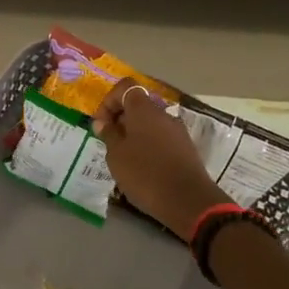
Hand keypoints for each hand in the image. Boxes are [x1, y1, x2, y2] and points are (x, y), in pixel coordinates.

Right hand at [93, 78, 232, 241]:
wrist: (187, 201)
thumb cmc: (144, 174)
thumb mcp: (116, 155)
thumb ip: (109, 134)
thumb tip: (103, 122)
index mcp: (144, 109)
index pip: (125, 87)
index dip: (109, 101)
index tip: (101, 124)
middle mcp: (163, 114)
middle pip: (138, 105)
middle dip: (120, 119)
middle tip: (109, 141)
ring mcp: (177, 131)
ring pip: (149, 123)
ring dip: (133, 134)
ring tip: (123, 157)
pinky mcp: (185, 148)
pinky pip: (161, 138)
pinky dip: (148, 145)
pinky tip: (141, 167)